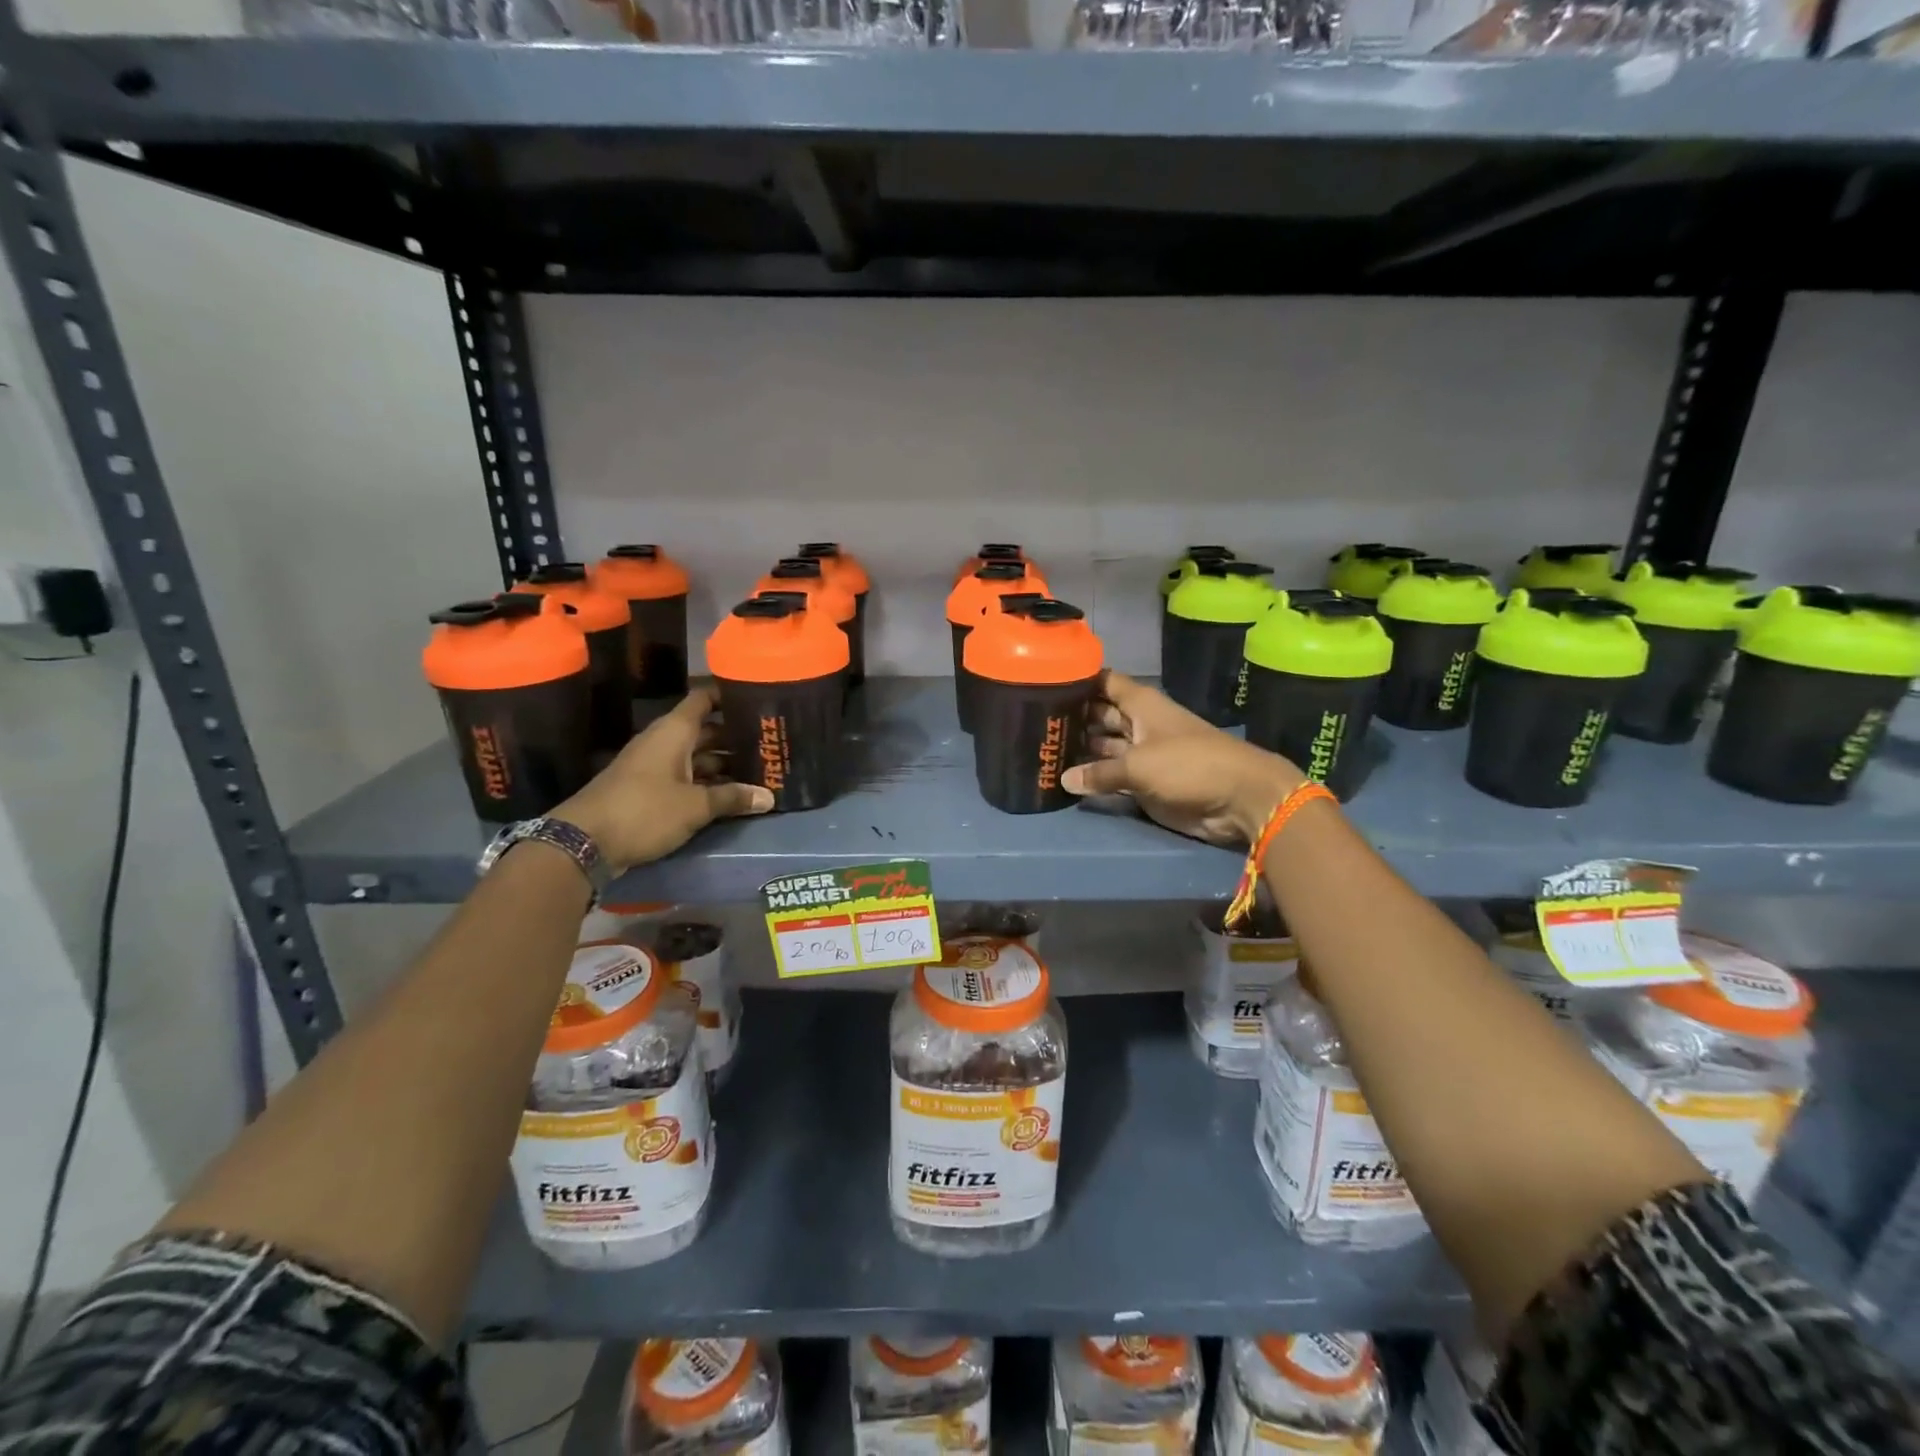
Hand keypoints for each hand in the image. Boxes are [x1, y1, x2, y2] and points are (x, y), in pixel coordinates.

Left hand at [554, 687, 771, 871]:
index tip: (759, 700)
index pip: (704, 699)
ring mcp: (655, 767)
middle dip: (737, 738)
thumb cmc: (644, 810)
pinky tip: (732, 795)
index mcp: (674, 732)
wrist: (584, 842)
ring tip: (760, 772)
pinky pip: (686, 778)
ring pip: (697, 757)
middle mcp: (665, 742)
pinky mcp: (648, 790)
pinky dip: (708, 783)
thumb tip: (768, 797)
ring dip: (725, 765)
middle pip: (706, 731)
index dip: (729, 696)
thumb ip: (732, 798)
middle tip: (771, 745)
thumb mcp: (695, 806)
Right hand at [1061, 671, 1304, 845]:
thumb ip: (1100, 773)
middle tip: (1033, 724)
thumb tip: (1064, 779)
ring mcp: (1141, 754)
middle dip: (1072, 718)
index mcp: (1141, 704)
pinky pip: (1112, 777)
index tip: (1044, 681)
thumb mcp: (1138, 765)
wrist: (1238, 800)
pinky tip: (1064, 780)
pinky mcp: (1145, 782)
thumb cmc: (1189, 765)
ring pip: (1104, 747)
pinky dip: (1094, 779)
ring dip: (1080, 751)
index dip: (1078, 679)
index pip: (1104, 682)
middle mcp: (1138, 724)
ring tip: (1041, 752)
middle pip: (1099, 715)